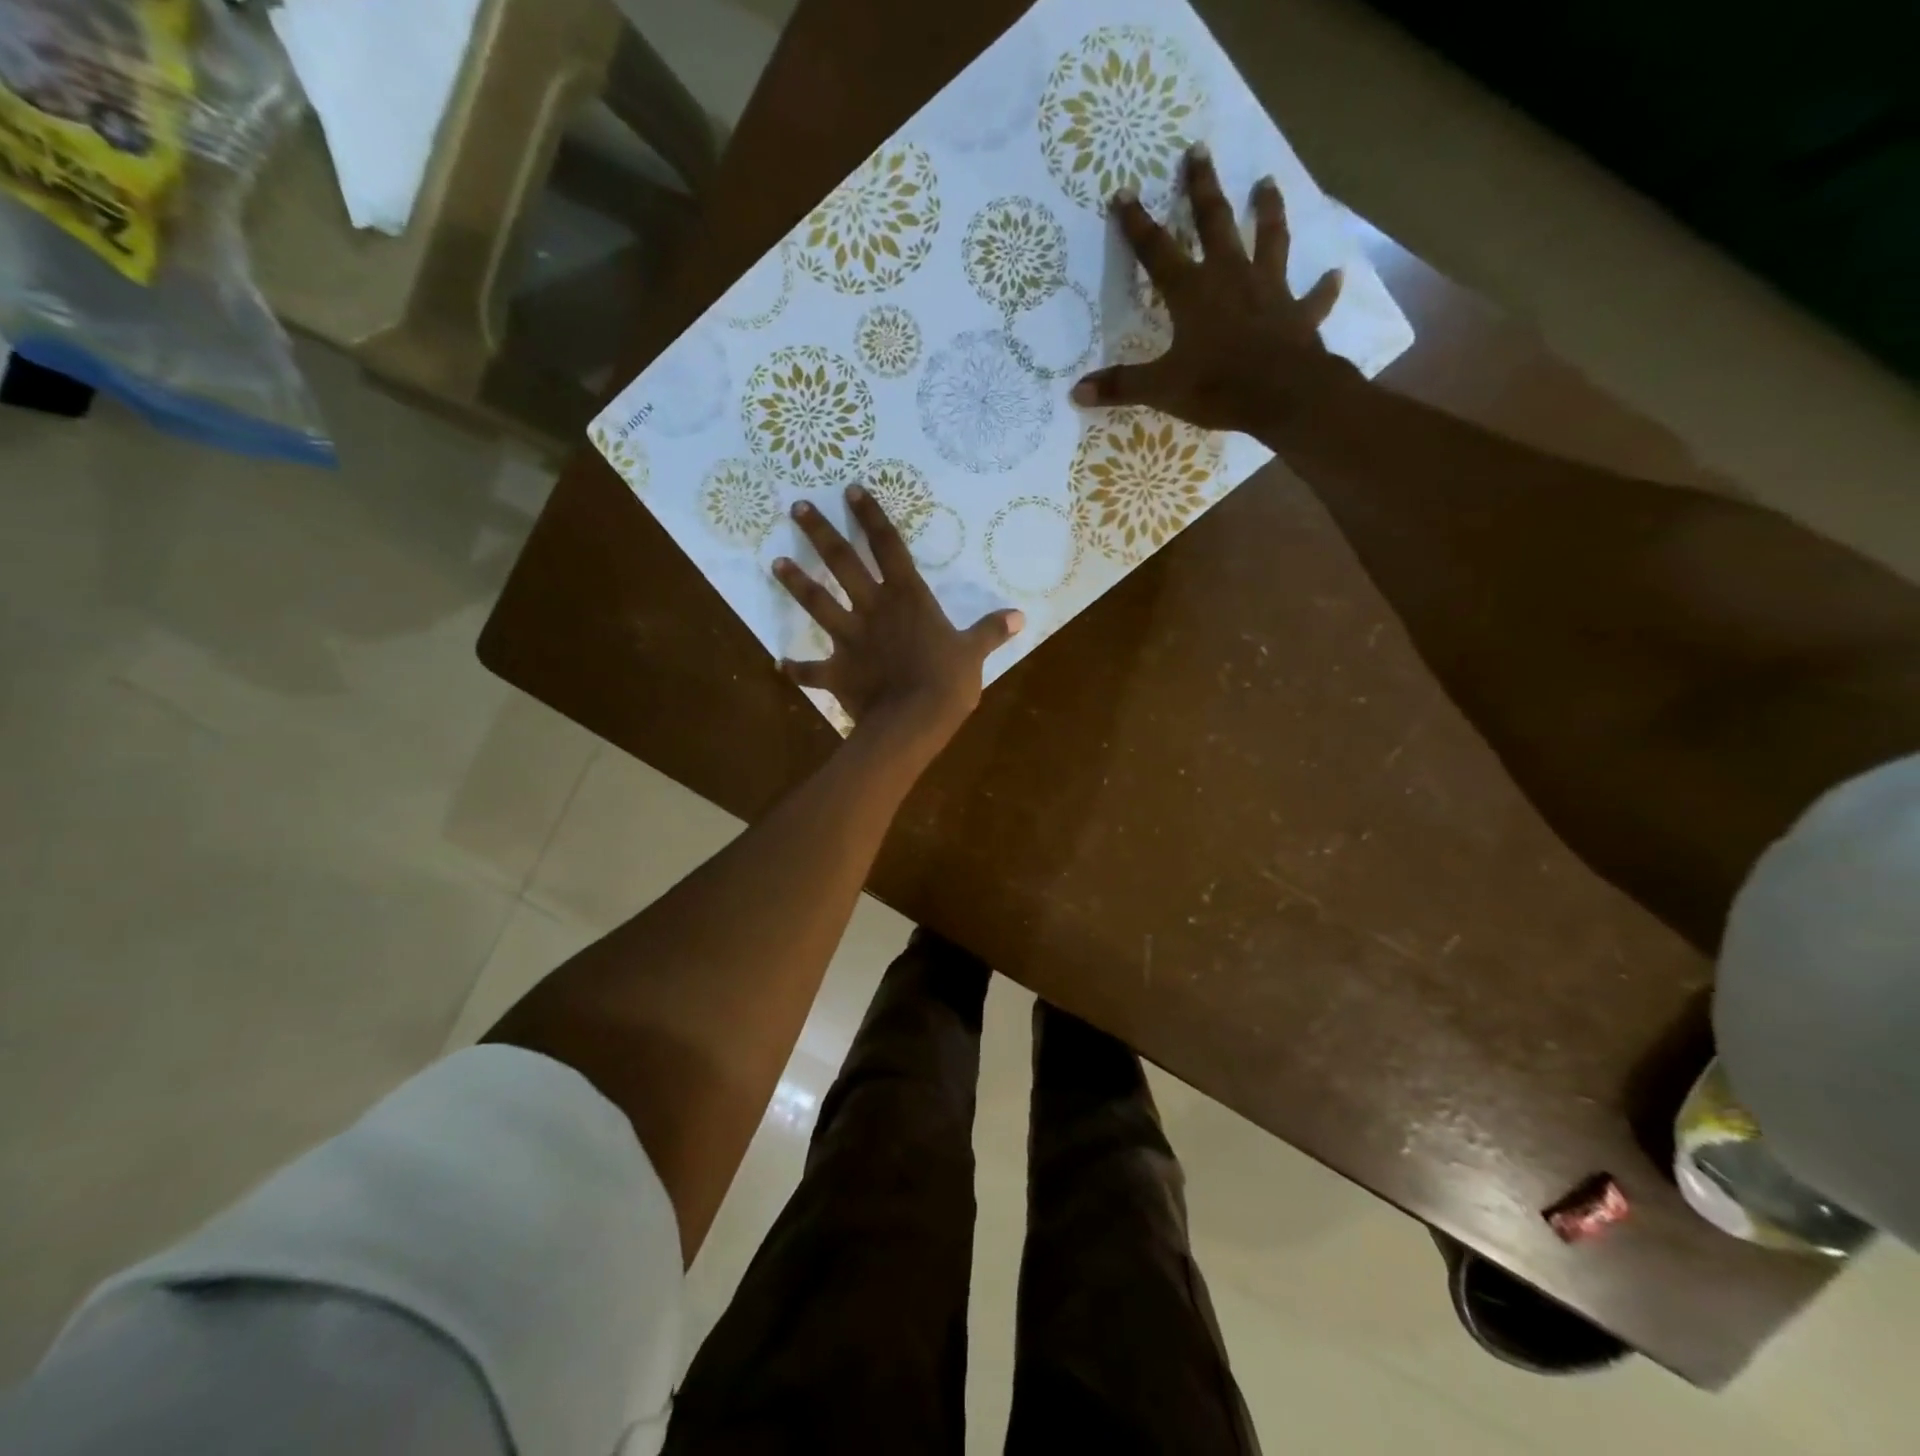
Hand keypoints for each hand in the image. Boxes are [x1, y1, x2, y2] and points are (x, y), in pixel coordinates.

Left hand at [775, 486, 1023, 754]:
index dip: (871, 517)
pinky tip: (780, 665)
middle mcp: (874, 609)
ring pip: (818, 604)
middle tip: (798, 508)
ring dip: (797, 584)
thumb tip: (1020, 616)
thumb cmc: (947, 681)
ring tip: (775, 563)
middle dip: (820, 533)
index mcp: (908, 597)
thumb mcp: (974, 653)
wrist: (914, 720)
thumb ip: (991, 631)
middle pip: (843, 563)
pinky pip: (812, 672)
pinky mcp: (837, 672)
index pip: (888, 547)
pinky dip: (797, 670)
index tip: (851, 491)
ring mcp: (850, 639)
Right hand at [1071, 143, 1354, 437]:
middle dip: (1204, 189)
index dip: (1138, 224)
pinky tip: (1334, 274)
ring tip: (1268, 183)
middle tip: (1199, 150)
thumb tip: (1077, 392)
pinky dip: (1324, 288)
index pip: (1157, 251)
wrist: (1281, 395)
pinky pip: (1314, 298)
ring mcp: (1270, 292)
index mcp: (1192, 292)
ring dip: (1268, 212)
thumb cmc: (1217, 386)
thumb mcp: (1161, 389)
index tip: (1125, 193)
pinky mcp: (1299, 315)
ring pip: (1270, 240)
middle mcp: (1231, 278)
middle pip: (1216, 224)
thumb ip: (1121, 386)